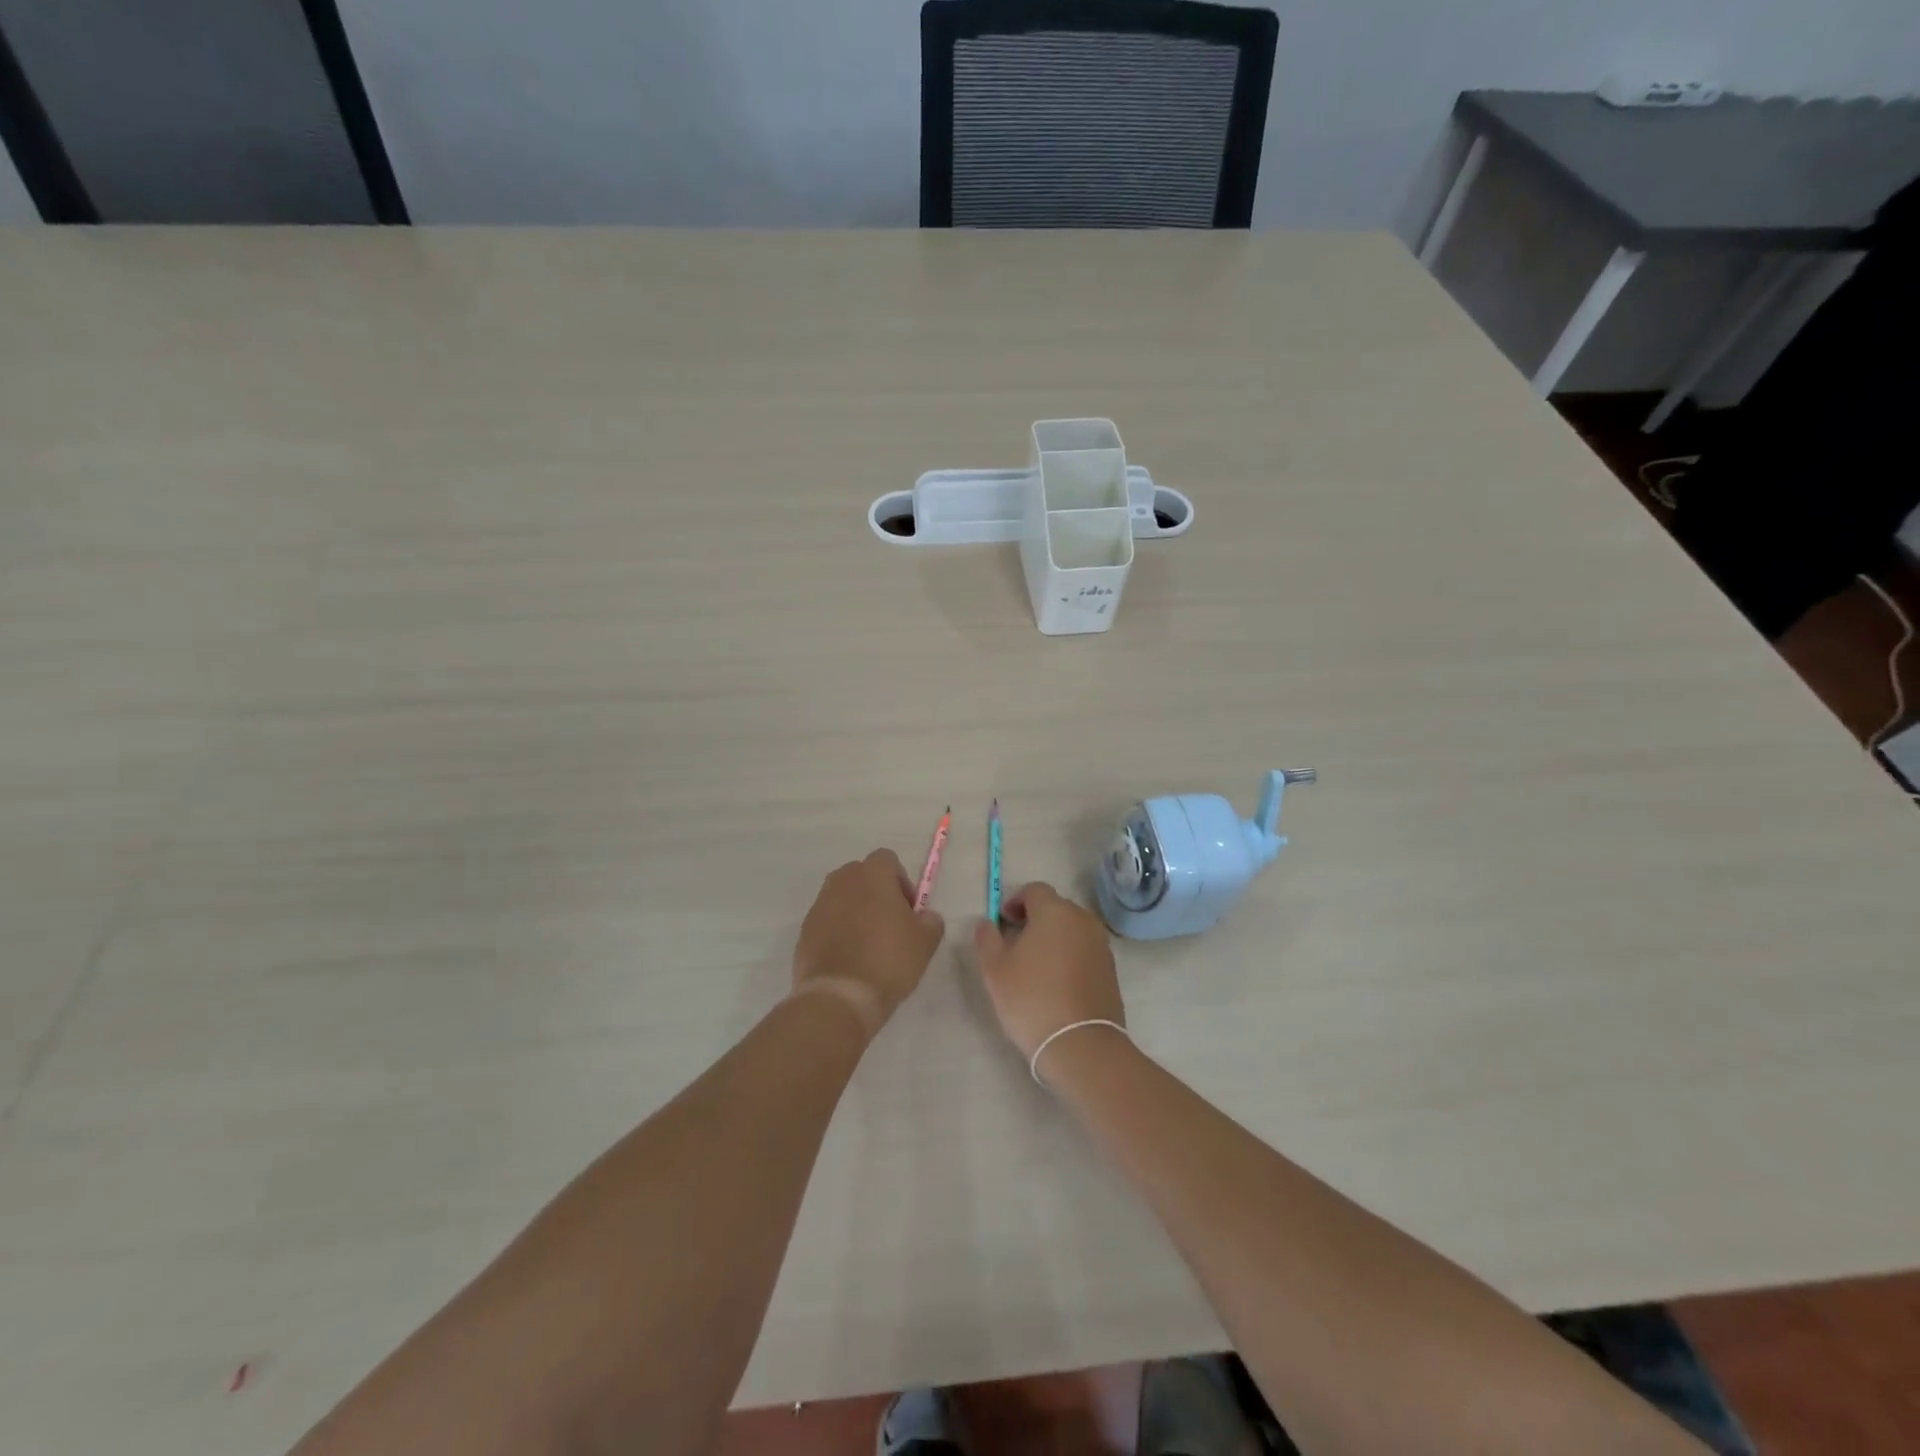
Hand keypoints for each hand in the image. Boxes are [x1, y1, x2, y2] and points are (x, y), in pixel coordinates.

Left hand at [792, 849, 945, 1028]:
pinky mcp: (804, 930)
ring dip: (856, 912)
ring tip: (869, 945)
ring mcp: (819, 905)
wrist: (840, 996)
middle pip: (862, 876)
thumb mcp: (925, 942)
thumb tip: (925, 916)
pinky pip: (827, 921)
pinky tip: (850, 959)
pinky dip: (838, 931)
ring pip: (843, 898)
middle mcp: (842, 881)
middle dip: (877, 893)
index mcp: (872, 875)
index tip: (908, 910)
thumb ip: (930, 920)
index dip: (901, 881)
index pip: (887, 860)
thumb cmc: (888, 960)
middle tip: (890, 926)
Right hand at [971, 882, 1123, 1057]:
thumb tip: (987, 922)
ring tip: (1036, 965)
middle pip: (1055, 907)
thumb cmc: (1031, 999)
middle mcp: (1082, 919)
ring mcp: (1101, 944)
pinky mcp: (1111, 968)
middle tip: (1016, 943)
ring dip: (1054, 937)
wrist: (1080, 1044)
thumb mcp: (995, 969)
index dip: (1015, 901)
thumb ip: (987, 938)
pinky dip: (1070, 955)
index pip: (1034, 890)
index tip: (1003, 922)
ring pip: (1072, 928)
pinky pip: (1085, 949)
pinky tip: (1057, 982)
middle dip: (1035, 918)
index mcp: (1055, 911)